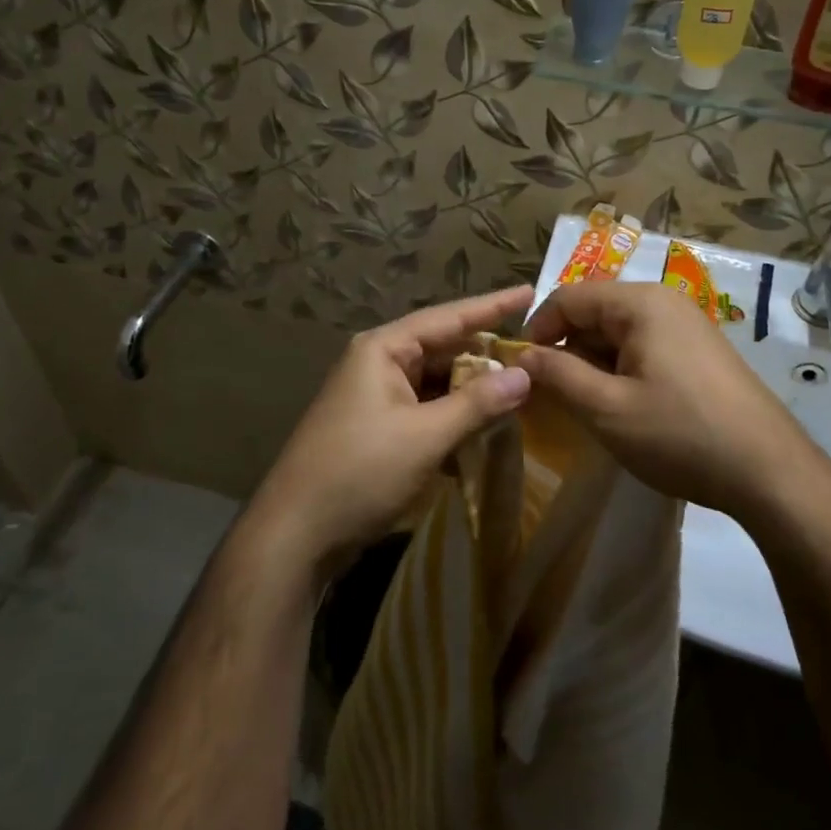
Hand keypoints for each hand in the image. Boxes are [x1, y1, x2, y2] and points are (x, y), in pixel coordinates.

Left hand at [246, 286, 534, 580]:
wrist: (294, 536)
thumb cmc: (359, 473)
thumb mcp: (425, 436)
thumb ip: (477, 403)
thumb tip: (526, 374)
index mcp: (383, 349)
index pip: (448, 317)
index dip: (492, 306)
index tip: (530, 292)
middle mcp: (378, 363)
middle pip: (444, 349)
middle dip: (486, 354)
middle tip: (536, 353)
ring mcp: (376, 397)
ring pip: (437, 382)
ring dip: (473, 390)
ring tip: (521, 389)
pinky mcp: (378, 429)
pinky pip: (427, 410)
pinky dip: (454, 416)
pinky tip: (486, 427)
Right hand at [518, 283, 821, 519]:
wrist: (769, 471)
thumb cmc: (680, 434)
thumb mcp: (607, 408)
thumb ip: (558, 375)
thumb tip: (522, 355)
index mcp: (641, 302)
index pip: (569, 297)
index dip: (538, 329)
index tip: (523, 369)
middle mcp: (665, 302)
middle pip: (596, 312)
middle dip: (568, 349)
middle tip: (555, 396)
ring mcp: (688, 325)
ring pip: (620, 332)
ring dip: (595, 364)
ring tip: (590, 407)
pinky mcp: (701, 351)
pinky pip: (646, 347)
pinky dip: (623, 370)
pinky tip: (627, 408)